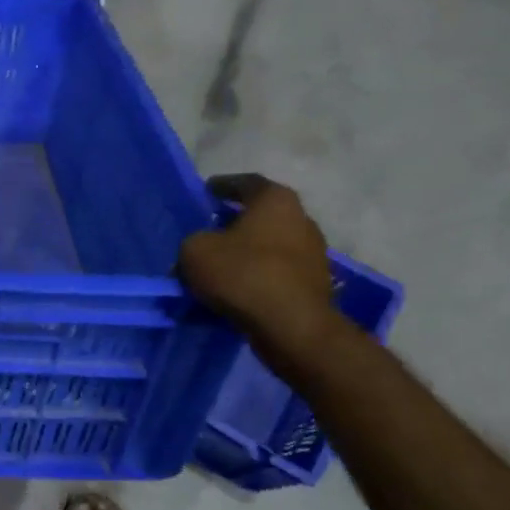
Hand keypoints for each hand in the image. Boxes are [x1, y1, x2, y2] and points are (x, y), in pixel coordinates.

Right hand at [179, 174, 341, 371]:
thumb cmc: (242, 274)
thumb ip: (193, 241)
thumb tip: (200, 249)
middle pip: (262, 215)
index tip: (206, 193)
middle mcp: (302, 219)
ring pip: (271, 245)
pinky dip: (257, 276)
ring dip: (247, 252)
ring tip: (221, 265)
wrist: (291, 326)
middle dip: (235, 222)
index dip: (222, 186)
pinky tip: (237, 289)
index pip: (246, 183)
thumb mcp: (195, 251)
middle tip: (209, 231)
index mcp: (275, 200)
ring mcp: (314, 253)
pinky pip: (277, 272)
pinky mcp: (316, 283)